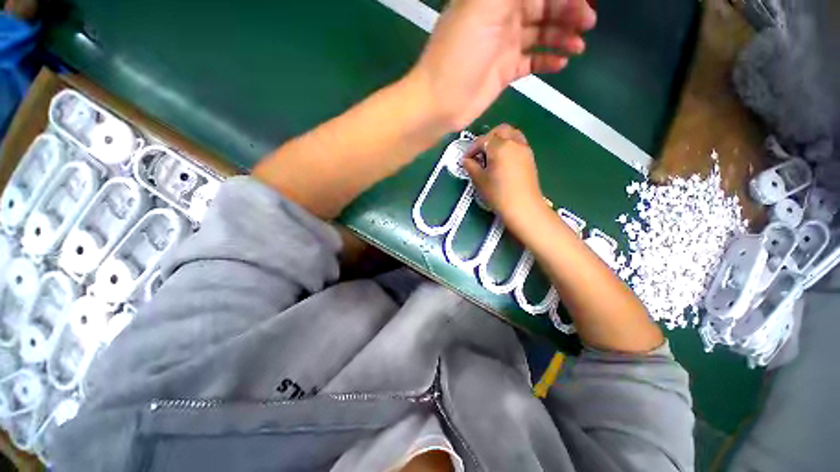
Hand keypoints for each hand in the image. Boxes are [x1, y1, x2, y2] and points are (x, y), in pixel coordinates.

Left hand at [410, 0, 596, 129]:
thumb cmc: (458, 56)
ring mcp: (503, 47)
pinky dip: (546, 61)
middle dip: (567, 11)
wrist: (440, 104)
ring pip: (540, 34)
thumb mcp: (485, 7)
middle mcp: (500, 18)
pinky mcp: (504, 72)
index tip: (585, 0)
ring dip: (561, 36)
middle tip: (588, 22)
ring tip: (578, 46)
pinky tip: (561, 63)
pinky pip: (530, 62)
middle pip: (542, 7)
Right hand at [463, 124, 546, 226]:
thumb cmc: (498, 194)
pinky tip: (502, 162)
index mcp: (500, 147)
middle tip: (479, 153)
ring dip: (500, 140)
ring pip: (512, 134)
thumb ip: (471, 167)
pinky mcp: (530, 158)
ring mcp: (525, 149)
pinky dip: (509, 146)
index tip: (466, 160)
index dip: (472, 149)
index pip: (483, 140)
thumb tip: (466, 161)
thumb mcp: (479, 180)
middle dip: (487, 138)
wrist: (523, 207)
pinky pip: (518, 144)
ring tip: (491, 156)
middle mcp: (514, 143)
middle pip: (500, 130)